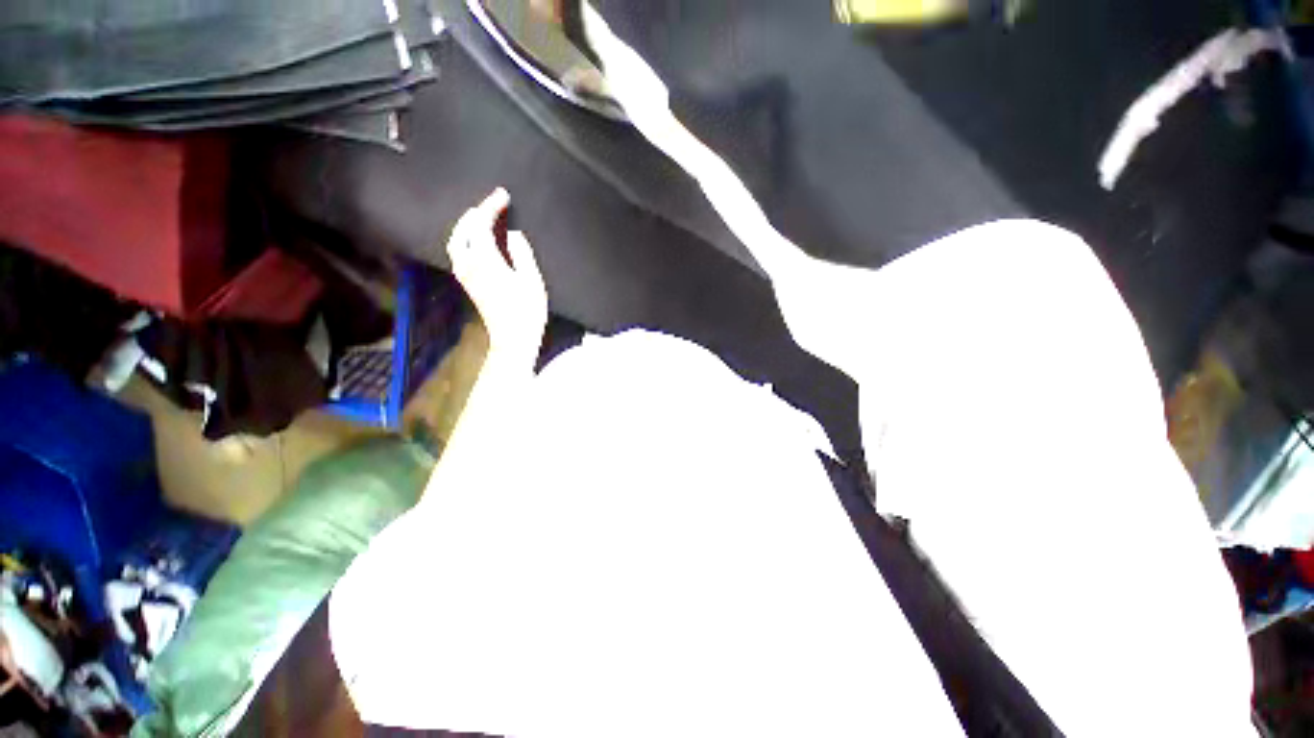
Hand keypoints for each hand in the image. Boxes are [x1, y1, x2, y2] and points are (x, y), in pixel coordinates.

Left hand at [446, 188, 548, 368]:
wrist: (513, 337)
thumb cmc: (527, 311)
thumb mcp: (531, 281)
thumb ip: (522, 254)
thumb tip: (514, 234)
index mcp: (485, 261)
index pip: (481, 225)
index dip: (491, 207)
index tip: (502, 196)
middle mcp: (469, 265)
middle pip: (463, 230)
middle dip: (476, 213)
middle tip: (493, 203)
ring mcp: (465, 274)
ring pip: (456, 241)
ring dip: (467, 225)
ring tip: (482, 217)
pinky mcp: (468, 283)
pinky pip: (459, 252)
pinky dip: (465, 238)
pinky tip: (476, 239)